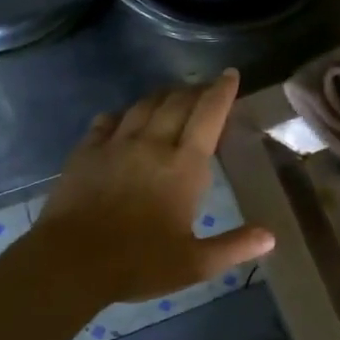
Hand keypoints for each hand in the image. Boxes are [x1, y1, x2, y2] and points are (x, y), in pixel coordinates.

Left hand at [35, 71, 274, 304]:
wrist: (69, 264)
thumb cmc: (138, 263)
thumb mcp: (195, 263)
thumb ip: (234, 247)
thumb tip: (270, 237)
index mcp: (184, 166)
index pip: (208, 115)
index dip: (222, 91)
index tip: (230, 75)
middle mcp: (153, 144)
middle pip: (178, 102)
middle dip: (196, 89)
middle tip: (206, 87)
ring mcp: (116, 145)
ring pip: (144, 105)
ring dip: (163, 95)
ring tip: (173, 95)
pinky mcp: (86, 152)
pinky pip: (108, 120)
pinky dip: (123, 113)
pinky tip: (125, 117)